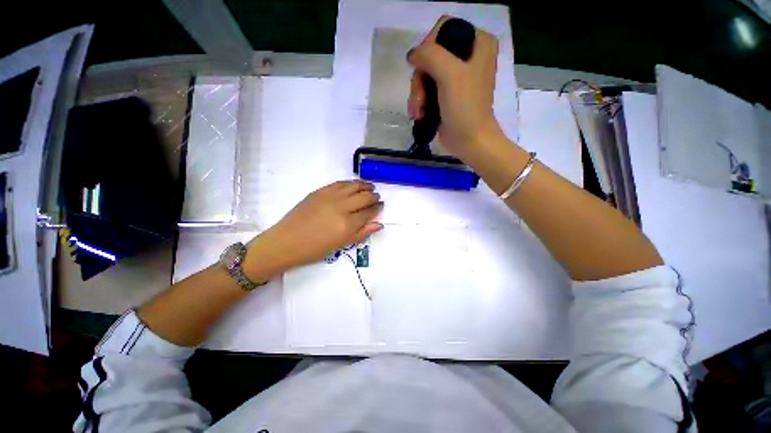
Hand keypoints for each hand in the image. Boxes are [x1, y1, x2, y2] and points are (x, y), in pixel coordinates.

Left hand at [244, 181, 383, 278]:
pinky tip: (353, 184)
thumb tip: (379, 224)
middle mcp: (341, 207)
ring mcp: (330, 197)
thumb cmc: (315, 249)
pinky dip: (350, 183)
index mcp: (347, 224)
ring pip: (353, 186)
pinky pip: (339, 183)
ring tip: (370, 186)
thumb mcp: (341, 245)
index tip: (381, 205)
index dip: (377, 208)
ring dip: (364, 185)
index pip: (369, 212)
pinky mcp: (320, 191)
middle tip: (376, 196)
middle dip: (373, 196)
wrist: (287, 241)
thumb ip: (361, 233)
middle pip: (364, 197)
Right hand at [407, 16, 502, 159]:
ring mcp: (456, 76)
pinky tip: (419, 114)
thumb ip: (430, 55)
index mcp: (477, 42)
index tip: (424, 69)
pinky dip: (420, 101)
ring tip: (418, 111)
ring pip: (425, 74)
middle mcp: (467, 55)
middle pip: (431, 55)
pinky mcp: (446, 94)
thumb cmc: (465, 107)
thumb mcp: (450, 74)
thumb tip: (412, 55)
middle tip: (420, 99)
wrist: (469, 140)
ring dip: (417, 94)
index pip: (443, 29)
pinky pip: (426, 89)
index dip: (428, 47)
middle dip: (421, 79)